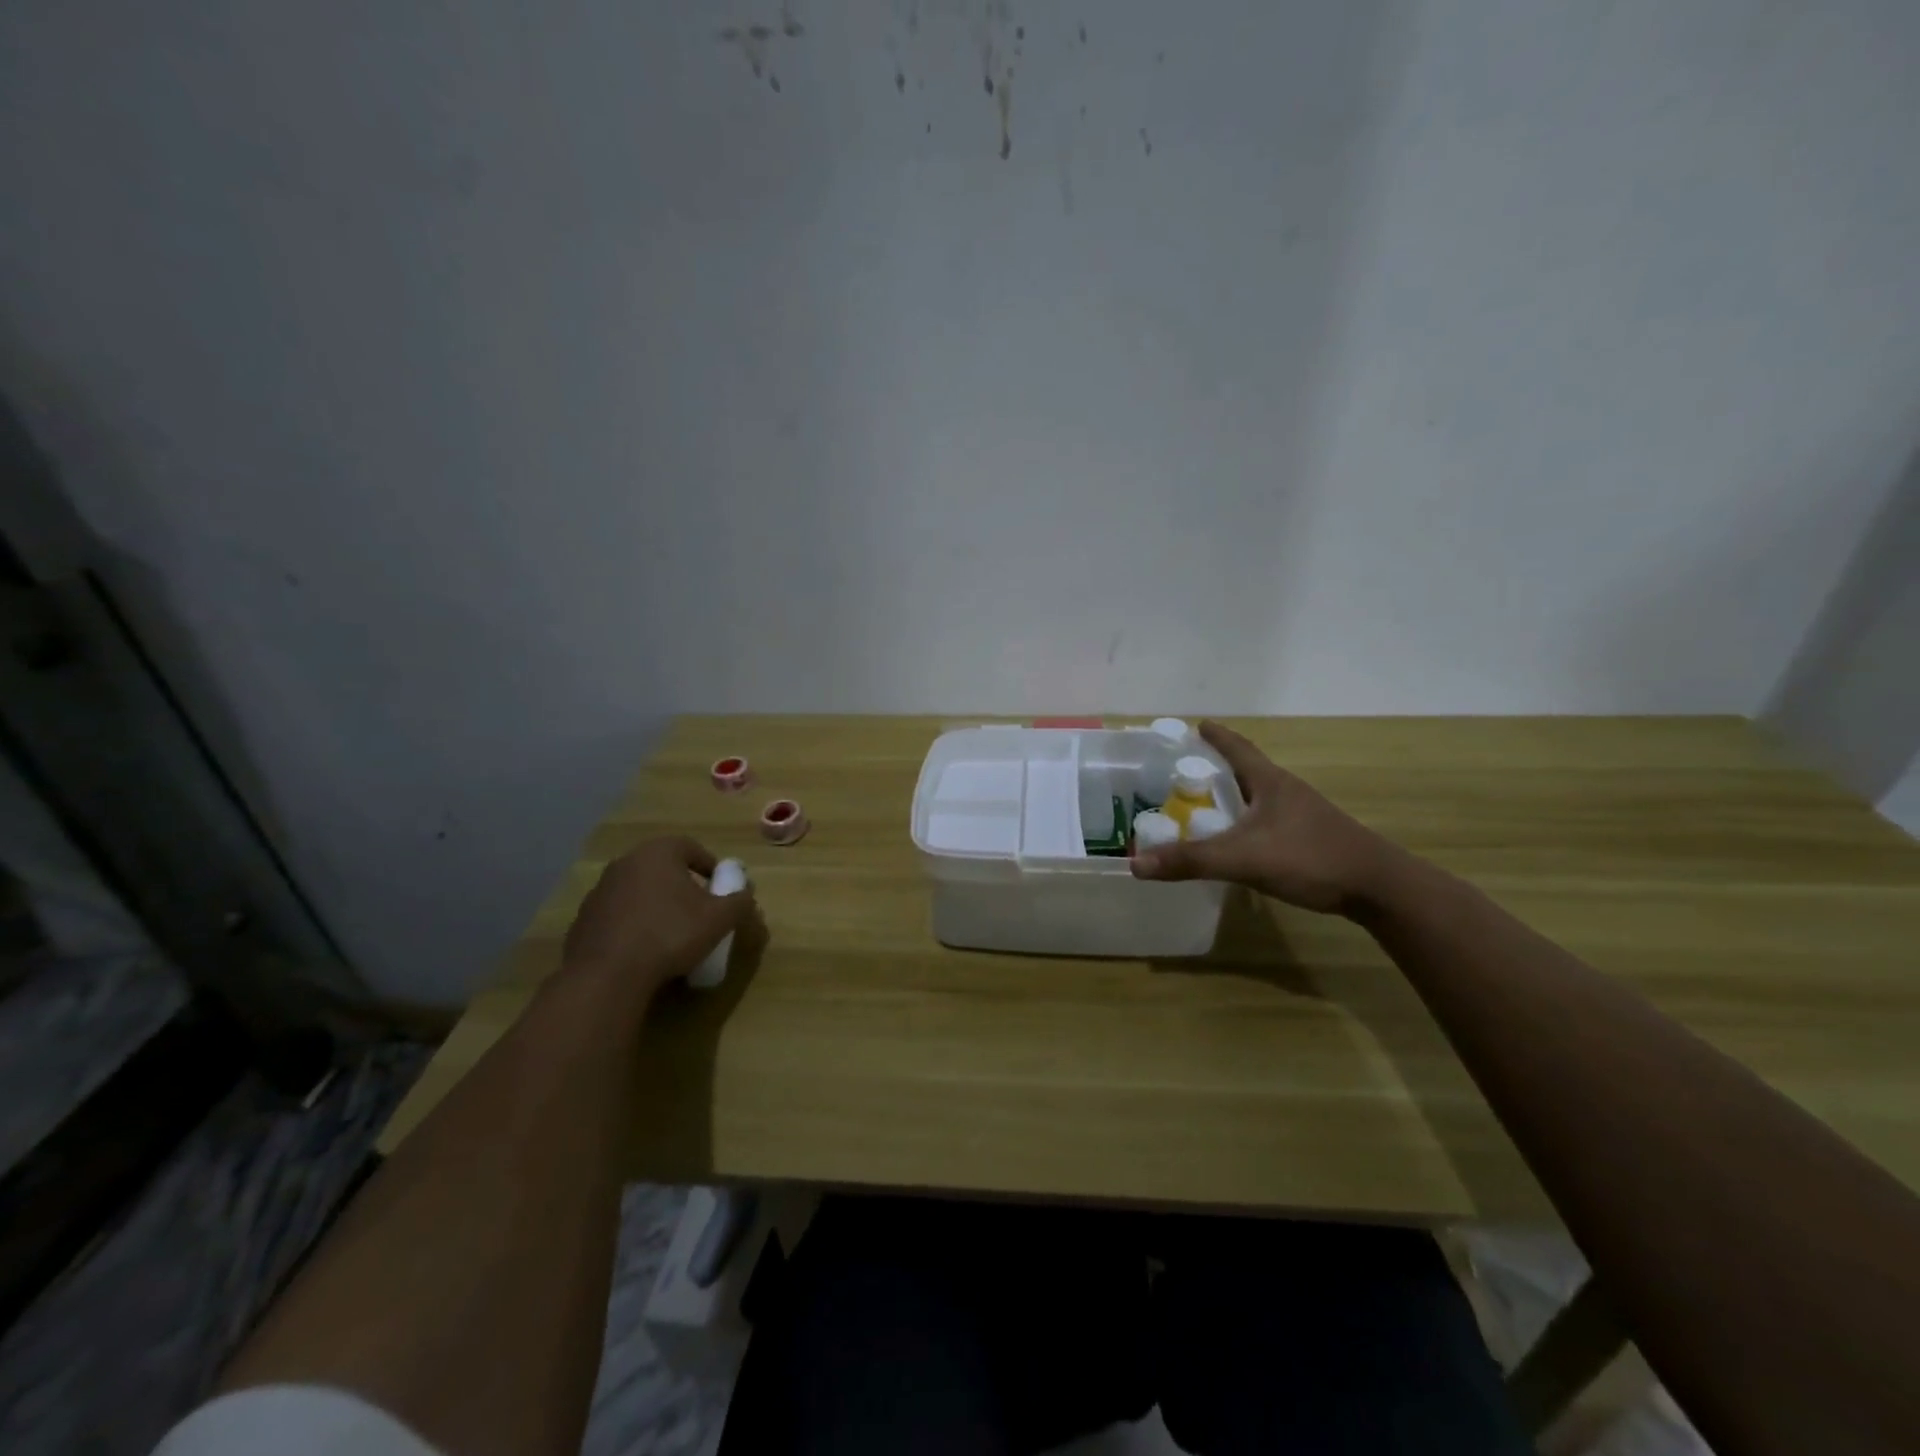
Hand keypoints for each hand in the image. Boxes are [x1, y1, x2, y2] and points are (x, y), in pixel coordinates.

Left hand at [560, 836, 757, 1003]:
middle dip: (682, 885)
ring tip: (671, 931)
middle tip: (698, 908)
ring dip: (656, 904)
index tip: (719, 888)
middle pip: (662, 867)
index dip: (709, 866)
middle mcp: (625, 862)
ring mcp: (600, 890)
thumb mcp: (719, 919)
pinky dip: (633, 924)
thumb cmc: (670, 934)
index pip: (690, 847)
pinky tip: (643, 948)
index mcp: (658, 853)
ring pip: (638, 890)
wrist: (608, 975)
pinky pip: (618, 914)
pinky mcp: (583, 919)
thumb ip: (739, 901)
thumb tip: (747, 894)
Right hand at [1130, 721, 1399, 916]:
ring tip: (1207, 805)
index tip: (1197, 724)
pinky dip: (1247, 822)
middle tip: (1188, 771)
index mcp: (1270, 783)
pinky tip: (1239, 841)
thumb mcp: (1243, 858)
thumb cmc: (1310, 858)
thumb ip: (1191, 860)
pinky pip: (1269, 821)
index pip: (1238, 749)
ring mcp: (1303, 816)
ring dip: (1234, 797)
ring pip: (1260, 798)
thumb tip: (1136, 863)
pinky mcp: (1312, 839)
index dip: (1217, 737)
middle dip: (1219, 767)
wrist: (1378, 888)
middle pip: (1248, 771)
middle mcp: (1287, 792)